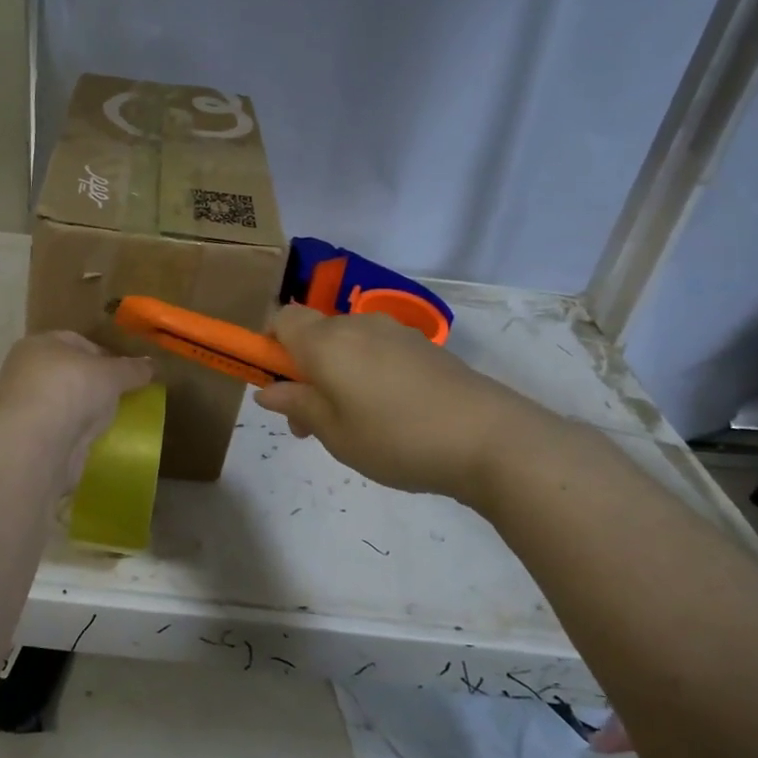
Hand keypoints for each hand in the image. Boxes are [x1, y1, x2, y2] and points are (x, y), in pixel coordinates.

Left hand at [0, 332, 153, 483]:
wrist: (37, 442)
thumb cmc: (72, 389)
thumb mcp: (112, 373)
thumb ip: (133, 368)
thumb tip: (151, 364)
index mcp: (39, 344)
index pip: (77, 342)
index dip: (105, 355)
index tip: (127, 373)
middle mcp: (25, 370)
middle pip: (68, 372)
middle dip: (94, 383)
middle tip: (121, 396)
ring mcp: (23, 405)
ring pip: (63, 401)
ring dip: (83, 409)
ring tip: (110, 419)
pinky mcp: (26, 437)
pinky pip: (58, 427)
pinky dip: (74, 431)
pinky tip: (92, 439)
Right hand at [254, 305, 559, 507]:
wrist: (490, 438)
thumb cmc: (396, 438)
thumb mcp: (335, 433)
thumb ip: (297, 405)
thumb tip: (267, 391)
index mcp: (326, 341)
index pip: (280, 319)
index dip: (267, 345)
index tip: (274, 384)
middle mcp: (356, 325)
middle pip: (313, 332)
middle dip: (301, 368)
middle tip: (309, 421)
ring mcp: (394, 332)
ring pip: (345, 342)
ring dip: (334, 372)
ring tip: (350, 423)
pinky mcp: (423, 346)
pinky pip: (376, 350)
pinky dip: (365, 372)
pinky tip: (387, 413)